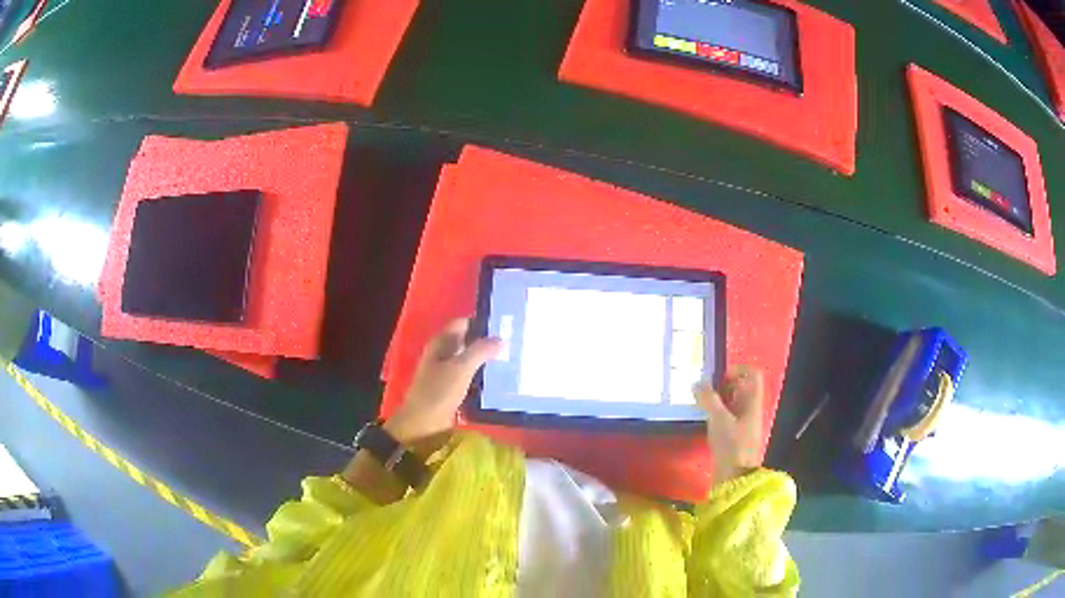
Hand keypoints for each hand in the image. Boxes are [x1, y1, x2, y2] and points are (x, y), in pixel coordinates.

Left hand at [385, 318, 501, 451]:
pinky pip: (470, 377)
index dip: (482, 322)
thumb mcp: (461, 368)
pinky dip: (482, 377)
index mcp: (441, 343)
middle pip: (468, 341)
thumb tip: (502, 339)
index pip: (464, 323)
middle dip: (488, 342)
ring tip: (512, 361)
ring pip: (470, 360)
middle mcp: (442, 354)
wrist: (421, 425)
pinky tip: (499, 381)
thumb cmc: (438, 393)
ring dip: (487, 360)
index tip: (506, 325)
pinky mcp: (451, 389)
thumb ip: (481, 350)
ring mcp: (446, 372)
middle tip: (514, 344)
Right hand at [695, 367, 764, 483]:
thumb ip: (708, 399)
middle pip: (742, 387)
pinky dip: (717, 413)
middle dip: (724, 384)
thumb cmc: (732, 445)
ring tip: (700, 402)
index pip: (753, 374)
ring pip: (733, 402)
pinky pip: (728, 416)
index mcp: (752, 402)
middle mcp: (751, 409)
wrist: (736, 478)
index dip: (738, 370)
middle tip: (704, 389)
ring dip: (718, 399)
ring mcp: (744, 423)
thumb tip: (697, 382)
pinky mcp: (735, 436)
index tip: (719, 377)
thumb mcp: (718, 419)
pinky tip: (704, 418)